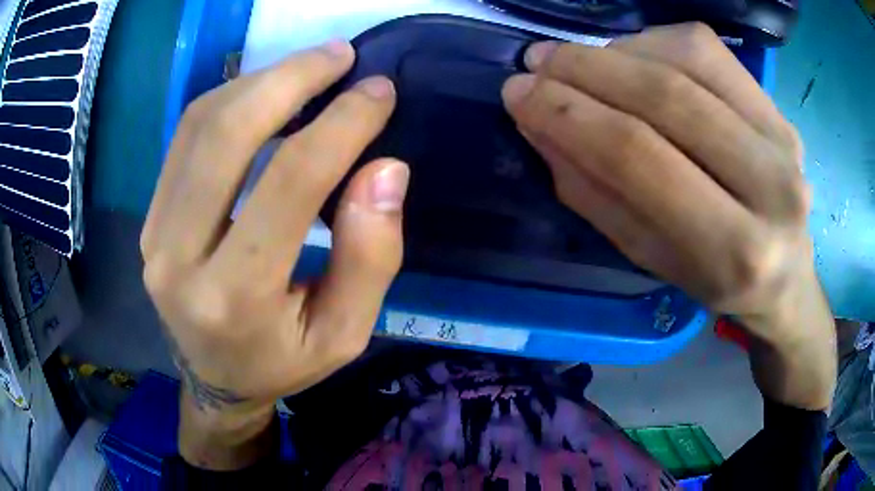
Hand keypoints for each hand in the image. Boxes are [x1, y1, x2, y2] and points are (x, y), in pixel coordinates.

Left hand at [140, 40, 408, 467]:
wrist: (213, 379)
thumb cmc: (282, 362)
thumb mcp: (344, 333)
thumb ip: (370, 256)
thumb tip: (384, 169)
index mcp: (235, 298)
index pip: (288, 183)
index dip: (341, 125)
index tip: (379, 91)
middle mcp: (179, 258)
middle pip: (227, 136)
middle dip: (289, 79)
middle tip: (339, 55)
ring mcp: (154, 233)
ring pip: (200, 125)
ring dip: (259, 81)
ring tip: (308, 68)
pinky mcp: (149, 217)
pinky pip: (185, 138)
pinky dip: (229, 100)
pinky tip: (265, 92)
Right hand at [503, 24, 834, 408]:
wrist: (785, 273)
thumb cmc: (716, 279)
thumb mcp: (650, 258)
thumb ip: (595, 193)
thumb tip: (540, 124)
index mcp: (734, 251)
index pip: (640, 158)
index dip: (569, 116)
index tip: (518, 93)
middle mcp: (772, 187)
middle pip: (666, 97)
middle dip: (585, 69)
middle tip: (535, 62)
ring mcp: (782, 137)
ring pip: (687, 58)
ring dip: (616, 51)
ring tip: (577, 62)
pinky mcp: (778, 108)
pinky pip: (707, 49)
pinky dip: (654, 42)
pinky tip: (631, 58)